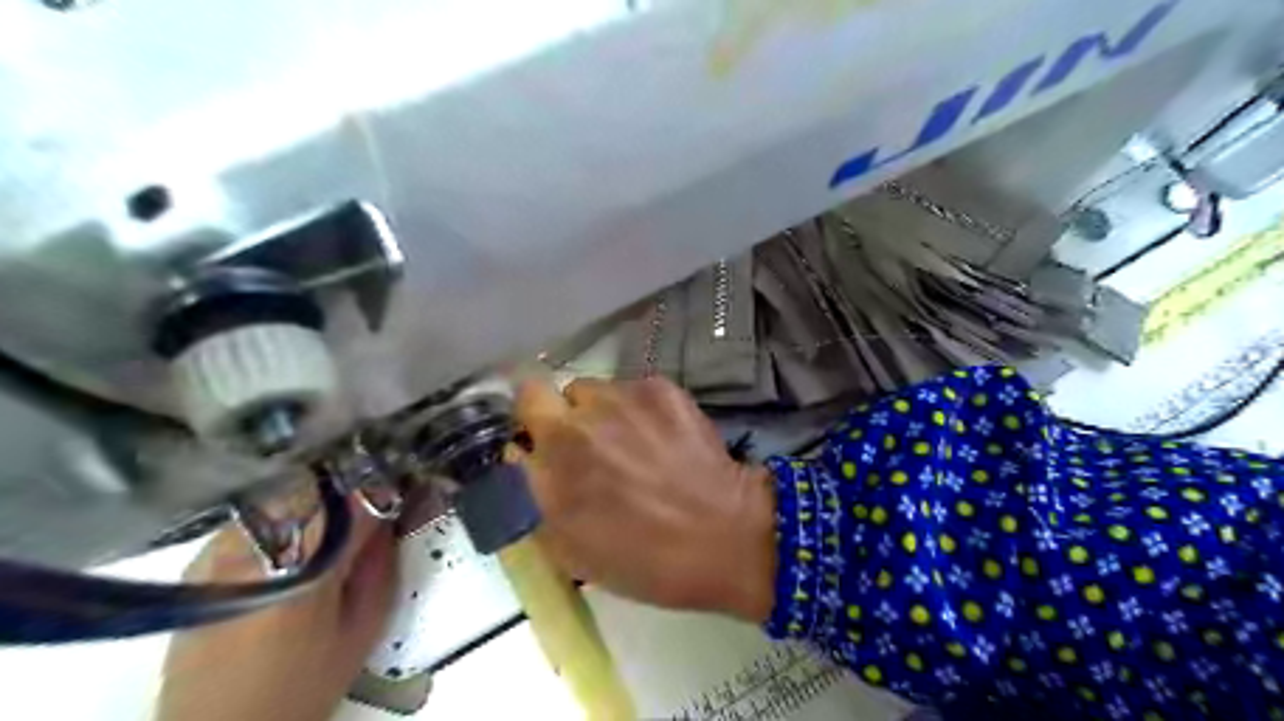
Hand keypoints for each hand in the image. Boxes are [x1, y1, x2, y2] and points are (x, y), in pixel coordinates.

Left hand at [159, 502, 396, 720]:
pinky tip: (294, 543)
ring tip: (331, 527)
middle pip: (316, 488)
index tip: (399, 492)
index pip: (353, 499)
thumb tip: (390, 518)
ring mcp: (221, 551)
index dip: (382, 489)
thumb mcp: (363, 628)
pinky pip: (256, 515)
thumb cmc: (302, 685)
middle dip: (349, 492)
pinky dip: (283, 516)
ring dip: (315, 500)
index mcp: (305, 567)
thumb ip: (381, 565)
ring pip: (283, 494)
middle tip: (368, 511)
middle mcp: (257, 548)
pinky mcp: (200, 560)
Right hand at [514, 379, 771, 620]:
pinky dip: (638, 407)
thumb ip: (535, 500)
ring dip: (597, 410)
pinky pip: (631, 388)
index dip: (525, 434)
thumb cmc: (645, 560)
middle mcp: (576, 424)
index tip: (538, 449)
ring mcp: (620, 399)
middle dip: (554, 414)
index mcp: (549, 466)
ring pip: (590, 389)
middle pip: (542, 392)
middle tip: (582, 442)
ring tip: (629, 439)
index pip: (513, 419)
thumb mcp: (571, 550)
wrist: (725, 537)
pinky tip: (662, 435)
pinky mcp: (659, 388)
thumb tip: (522, 461)